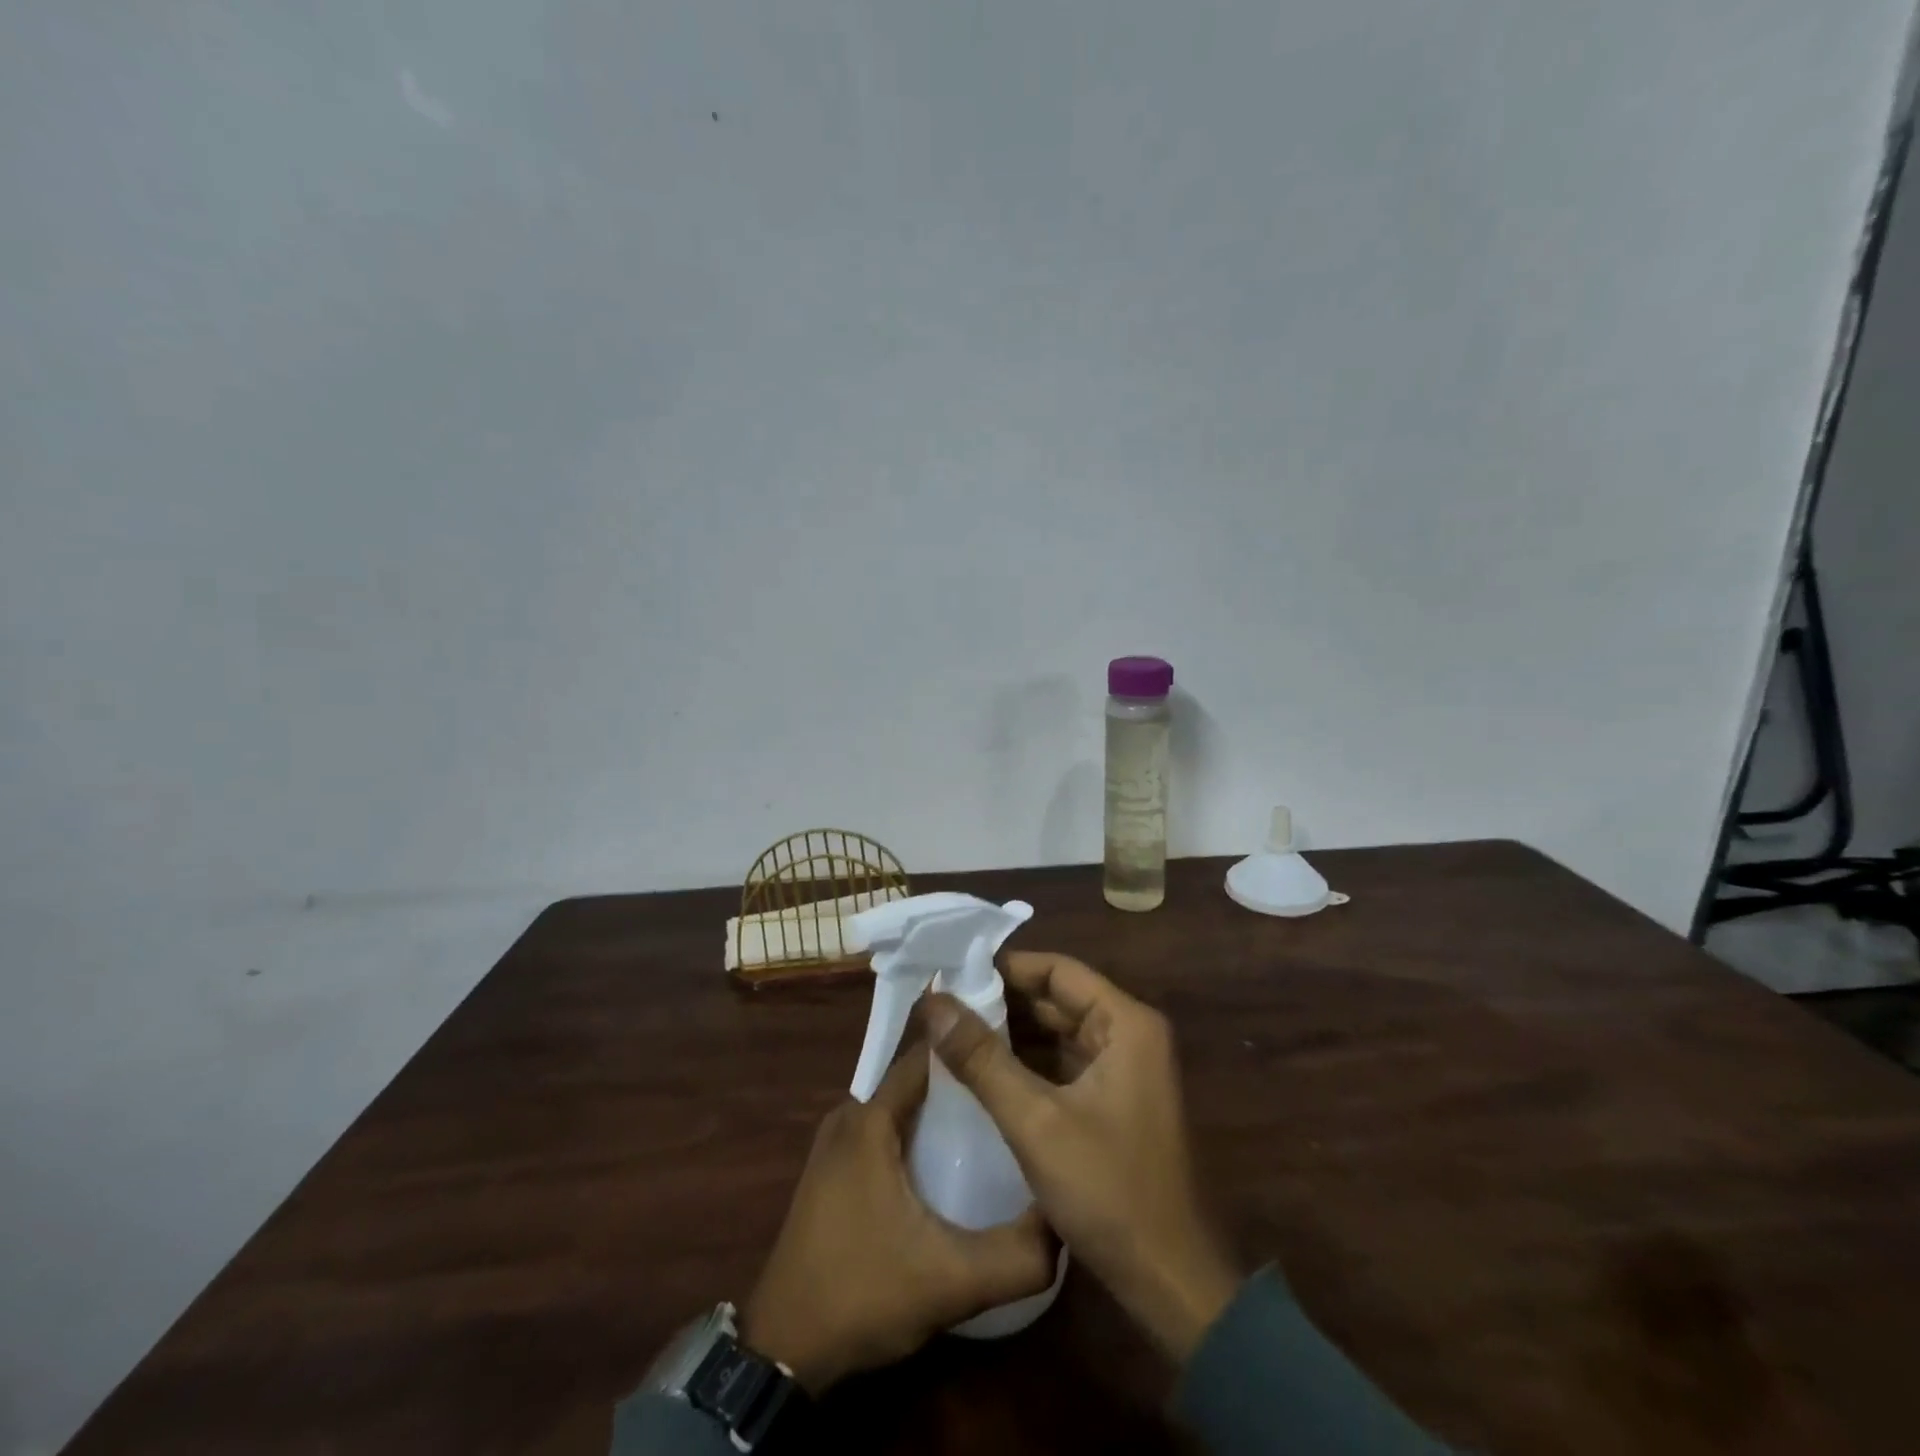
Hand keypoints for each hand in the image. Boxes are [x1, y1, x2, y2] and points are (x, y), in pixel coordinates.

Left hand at [738, 1044, 1056, 1393]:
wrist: (783, 1354)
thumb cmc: (862, 1295)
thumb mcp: (951, 1282)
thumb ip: (1016, 1256)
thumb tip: (1066, 1223)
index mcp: (869, 1119)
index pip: (927, 1056)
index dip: (970, 1050)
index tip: (1014, 1052)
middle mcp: (848, 1117)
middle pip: (915, 1081)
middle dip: (962, 1083)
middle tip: (1011, 1094)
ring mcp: (835, 1145)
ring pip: (900, 1108)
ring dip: (940, 1112)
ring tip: (993, 1125)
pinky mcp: (832, 1172)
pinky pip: (883, 1132)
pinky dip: (916, 1135)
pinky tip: (949, 1163)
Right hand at [922, 952, 1240, 1363]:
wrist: (1172, 1282)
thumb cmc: (1109, 1191)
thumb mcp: (1036, 1122)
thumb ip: (982, 1059)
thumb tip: (933, 1003)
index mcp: (1126, 1023)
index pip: (1057, 971)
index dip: (1005, 967)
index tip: (954, 973)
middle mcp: (1130, 1034)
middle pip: (1057, 999)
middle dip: (1002, 1001)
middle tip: (943, 1004)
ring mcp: (1125, 1069)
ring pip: (1058, 1032)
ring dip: (1011, 1032)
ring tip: (952, 1031)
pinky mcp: (1115, 1100)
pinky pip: (1064, 1064)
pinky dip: (1026, 1062)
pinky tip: (983, 1069)